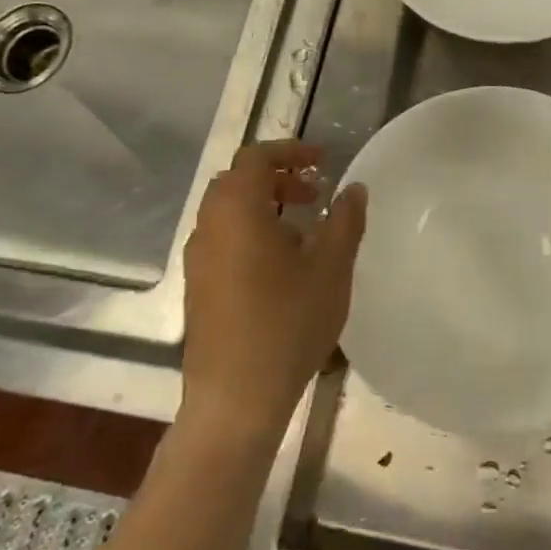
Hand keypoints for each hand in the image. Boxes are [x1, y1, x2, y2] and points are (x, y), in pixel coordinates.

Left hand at [179, 141, 366, 440]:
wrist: (236, 398)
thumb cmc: (288, 323)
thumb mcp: (331, 267)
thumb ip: (345, 220)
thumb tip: (353, 188)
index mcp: (237, 212)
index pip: (255, 158)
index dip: (290, 151)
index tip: (322, 161)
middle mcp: (209, 228)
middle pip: (237, 182)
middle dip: (277, 178)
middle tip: (314, 193)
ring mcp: (197, 260)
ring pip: (227, 212)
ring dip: (264, 205)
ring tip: (303, 229)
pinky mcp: (197, 288)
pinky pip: (222, 239)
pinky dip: (250, 231)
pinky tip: (281, 265)